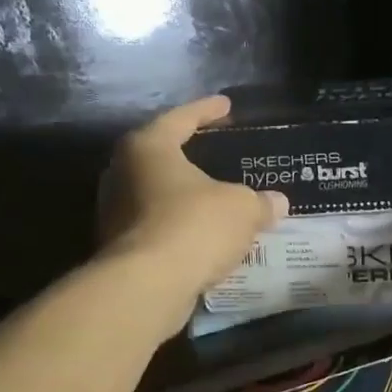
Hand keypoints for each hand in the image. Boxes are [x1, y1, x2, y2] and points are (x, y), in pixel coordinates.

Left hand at [98, 96, 287, 323]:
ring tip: (215, 198)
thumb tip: (277, 202)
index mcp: (148, 147)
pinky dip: (180, 227)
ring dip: (185, 197)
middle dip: (189, 155)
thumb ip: (260, 202)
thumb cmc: (194, 226)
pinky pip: (157, 227)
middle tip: (216, 151)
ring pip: (157, 195)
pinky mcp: (119, 248)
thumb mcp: (242, 208)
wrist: (147, 287)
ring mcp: (114, 213)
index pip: (181, 118)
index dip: (208, 110)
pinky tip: (205, 234)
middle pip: (161, 155)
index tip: (227, 105)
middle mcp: (122, 174)